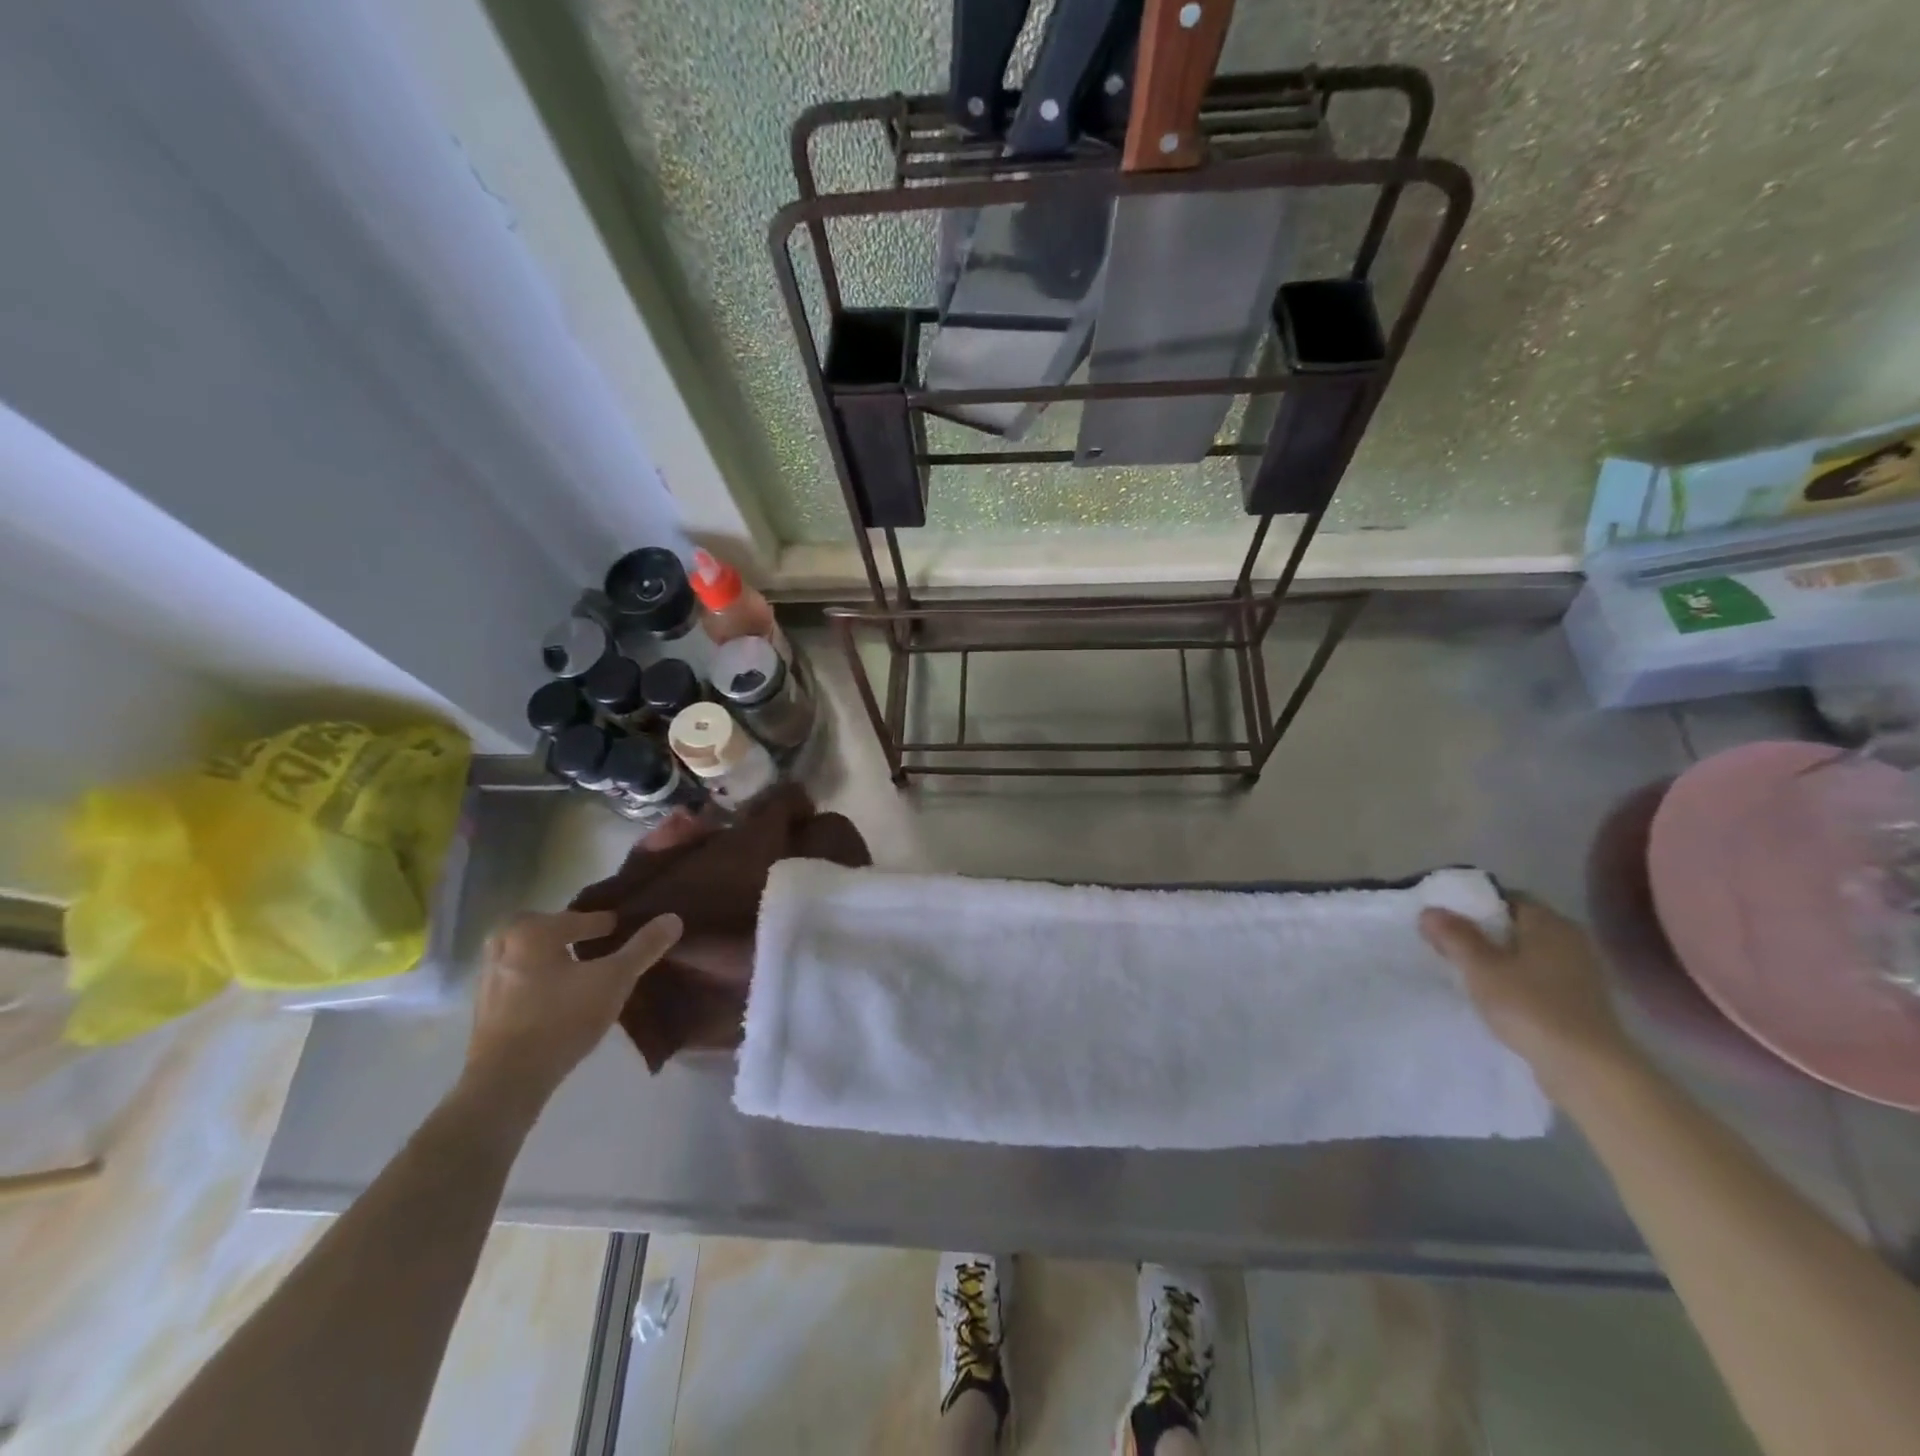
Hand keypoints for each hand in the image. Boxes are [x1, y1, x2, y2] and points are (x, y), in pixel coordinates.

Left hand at [462, 909, 681, 1115]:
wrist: (506, 1081)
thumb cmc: (562, 1019)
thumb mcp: (614, 980)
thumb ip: (643, 947)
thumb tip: (673, 918)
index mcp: (531, 930)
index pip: (581, 918)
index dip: (608, 925)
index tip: (627, 932)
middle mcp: (503, 945)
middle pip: (549, 930)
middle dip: (573, 936)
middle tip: (600, 948)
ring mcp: (487, 977)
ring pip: (530, 955)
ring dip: (554, 959)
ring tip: (582, 975)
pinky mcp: (483, 1007)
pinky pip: (518, 979)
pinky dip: (538, 981)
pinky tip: (558, 1000)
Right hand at [1419, 895, 1640, 1096]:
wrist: (1587, 1069)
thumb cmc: (1530, 1006)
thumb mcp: (1480, 967)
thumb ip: (1454, 935)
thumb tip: (1430, 910)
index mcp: (1549, 923)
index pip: (1506, 899)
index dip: (1474, 906)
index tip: (1445, 921)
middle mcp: (1571, 940)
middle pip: (1517, 926)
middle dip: (1484, 934)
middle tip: (1449, 946)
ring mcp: (1580, 973)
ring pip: (1528, 954)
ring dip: (1500, 960)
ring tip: (1467, 973)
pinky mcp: (1581, 1002)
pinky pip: (1540, 978)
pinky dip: (1517, 982)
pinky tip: (1496, 997)